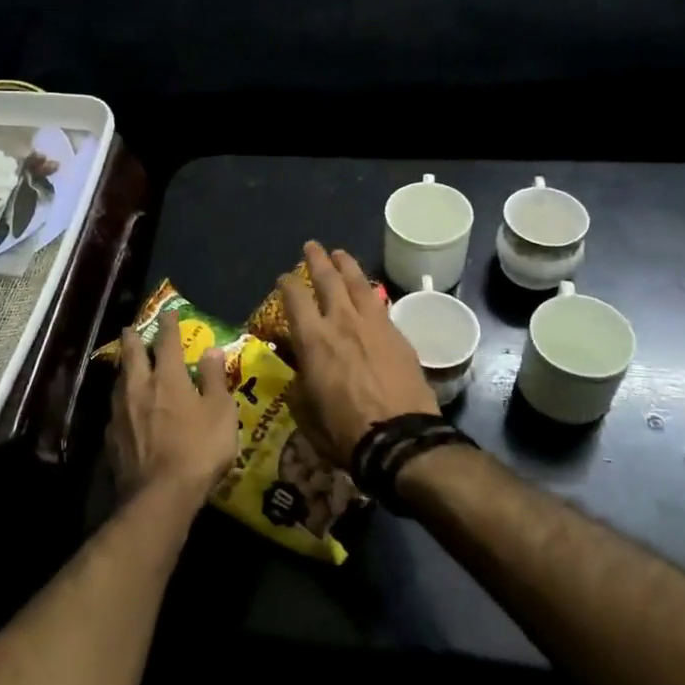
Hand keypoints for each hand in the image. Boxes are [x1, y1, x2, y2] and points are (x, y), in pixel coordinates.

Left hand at [107, 309, 238, 505]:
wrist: (160, 495)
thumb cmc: (199, 450)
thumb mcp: (221, 412)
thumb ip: (214, 379)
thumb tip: (212, 350)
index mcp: (168, 378)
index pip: (167, 342)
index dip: (169, 325)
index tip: (169, 313)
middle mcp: (139, 388)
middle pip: (132, 355)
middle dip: (132, 339)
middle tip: (131, 329)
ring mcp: (121, 413)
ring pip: (119, 381)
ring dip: (124, 369)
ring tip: (127, 366)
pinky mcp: (111, 438)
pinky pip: (116, 410)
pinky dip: (122, 401)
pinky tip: (125, 409)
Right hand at [276, 241, 438, 468]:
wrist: (400, 437)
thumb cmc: (345, 430)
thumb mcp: (306, 411)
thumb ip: (298, 384)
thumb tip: (297, 370)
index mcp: (313, 340)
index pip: (295, 299)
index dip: (286, 285)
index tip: (283, 279)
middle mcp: (341, 322)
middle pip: (328, 279)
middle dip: (317, 260)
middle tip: (312, 246)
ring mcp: (373, 324)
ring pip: (358, 283)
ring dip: (347, 265)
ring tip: (341, 254)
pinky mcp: (397, 334)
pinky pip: (380, 302)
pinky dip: (369, 291)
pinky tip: (369, 291)